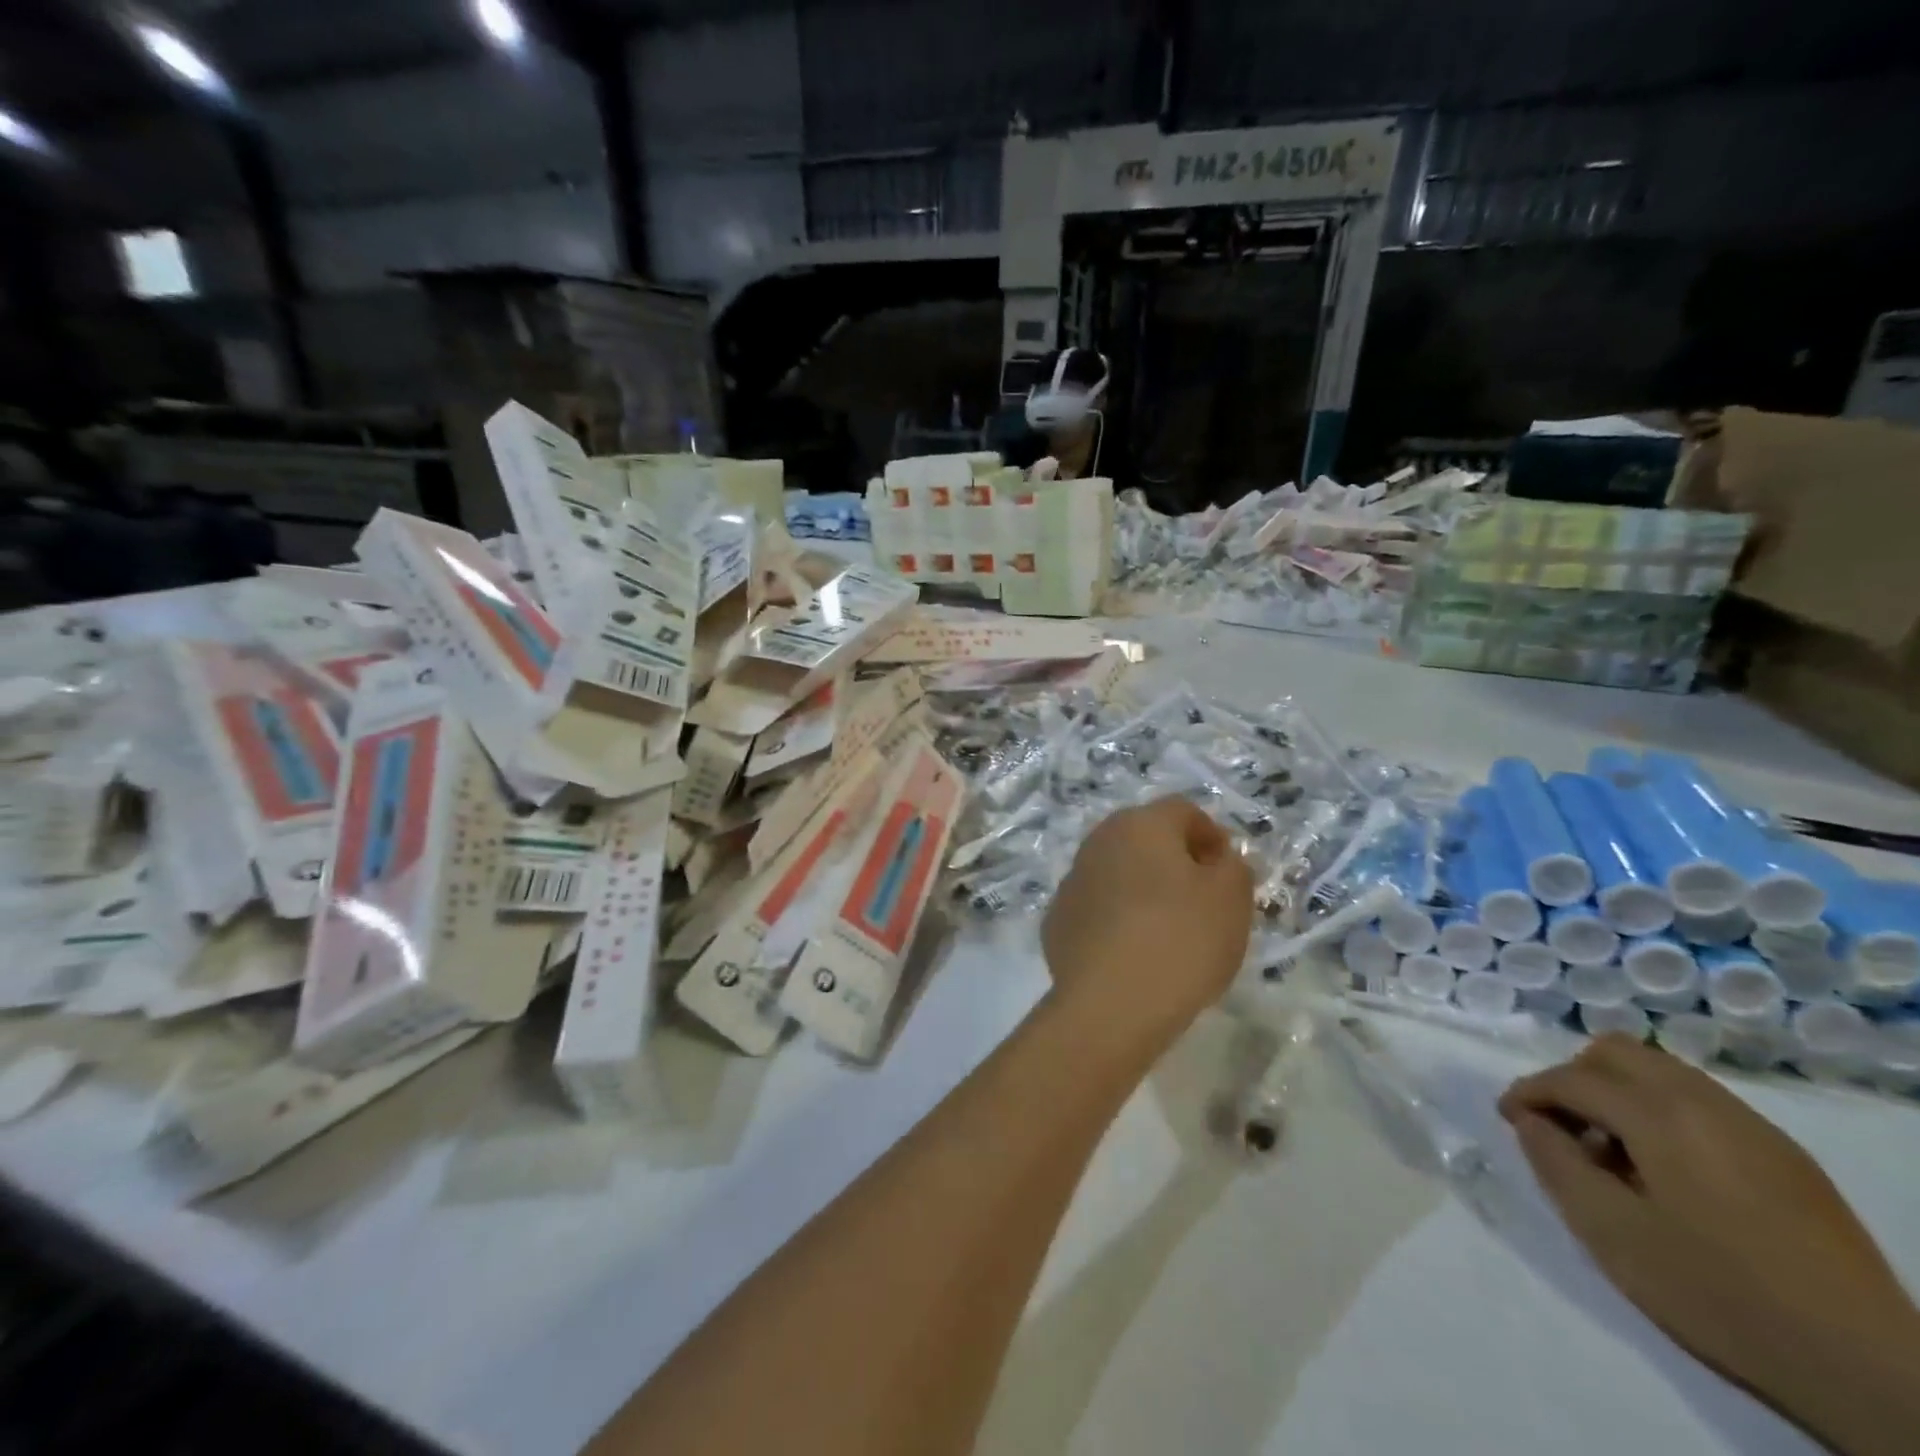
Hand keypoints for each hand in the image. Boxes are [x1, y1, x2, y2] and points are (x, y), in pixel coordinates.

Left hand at [1042, 798, 1253, 1047]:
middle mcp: (1098, 841)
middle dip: (1175, 861)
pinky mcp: (1056, 920)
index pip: (1183, 811)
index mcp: (1141, 824)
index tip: (1227, 873)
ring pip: (1117, 873)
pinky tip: (1132, 955)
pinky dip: (1115, 920)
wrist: (1110, 1003)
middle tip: (1201, 902)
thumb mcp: (1231, 899)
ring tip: (1167, 933)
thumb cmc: (1181, 940)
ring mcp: (1071, 881)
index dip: (1211, 836)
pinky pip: (1096, 909)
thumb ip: (1232, 867)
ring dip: (1141, 890)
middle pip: (1145, 838)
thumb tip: (1216, 859)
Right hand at [1501, 1036, 1919, 1452]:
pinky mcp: (1785, 1155)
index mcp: (1661, 1116)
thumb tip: (1531, 1122)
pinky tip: (1666, 1170)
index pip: (1572, 1078)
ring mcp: (1753, 1126)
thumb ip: (1556, 1164)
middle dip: (1574, 1078)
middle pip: (1618, 1052)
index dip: (1529, 1092)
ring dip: (1618, 1093)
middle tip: (1561, 1126)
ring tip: (1612, 1152)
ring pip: (1661, 1071)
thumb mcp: (1612, 1233)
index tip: (1509, 1119)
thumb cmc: (1720, 1293)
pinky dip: (1660, 1111)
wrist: (1870, 1368)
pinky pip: (1701, 1101)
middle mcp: (1705, 1102)